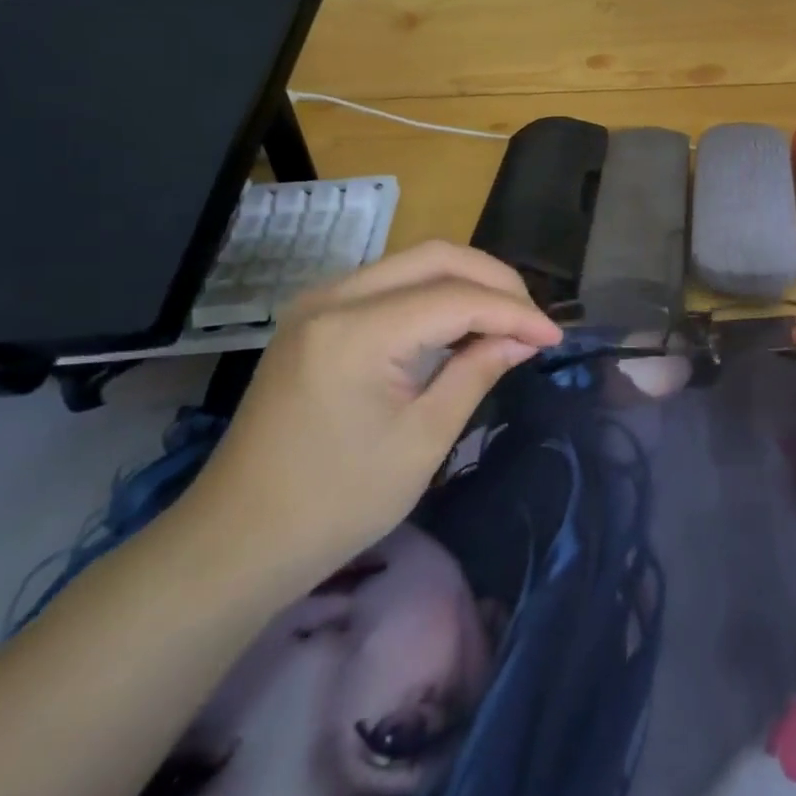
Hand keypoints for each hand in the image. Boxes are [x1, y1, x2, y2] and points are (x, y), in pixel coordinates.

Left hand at [177, 242, 562, 593]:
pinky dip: (434, 295)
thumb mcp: (423, 438)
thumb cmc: (338, 500)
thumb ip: (477, 372)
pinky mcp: (315, 318)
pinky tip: (460, 324)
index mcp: (357, 331)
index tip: (555, 338)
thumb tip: (523, 339)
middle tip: (533, 321)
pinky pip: (388, 284)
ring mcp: (318, 303)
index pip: (457, 298)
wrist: (241, 537)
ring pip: (411, 263)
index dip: (515, 313)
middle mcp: (333, 298)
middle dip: (495, 281)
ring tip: (507, 320)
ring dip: (466, 282)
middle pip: (435, 258)